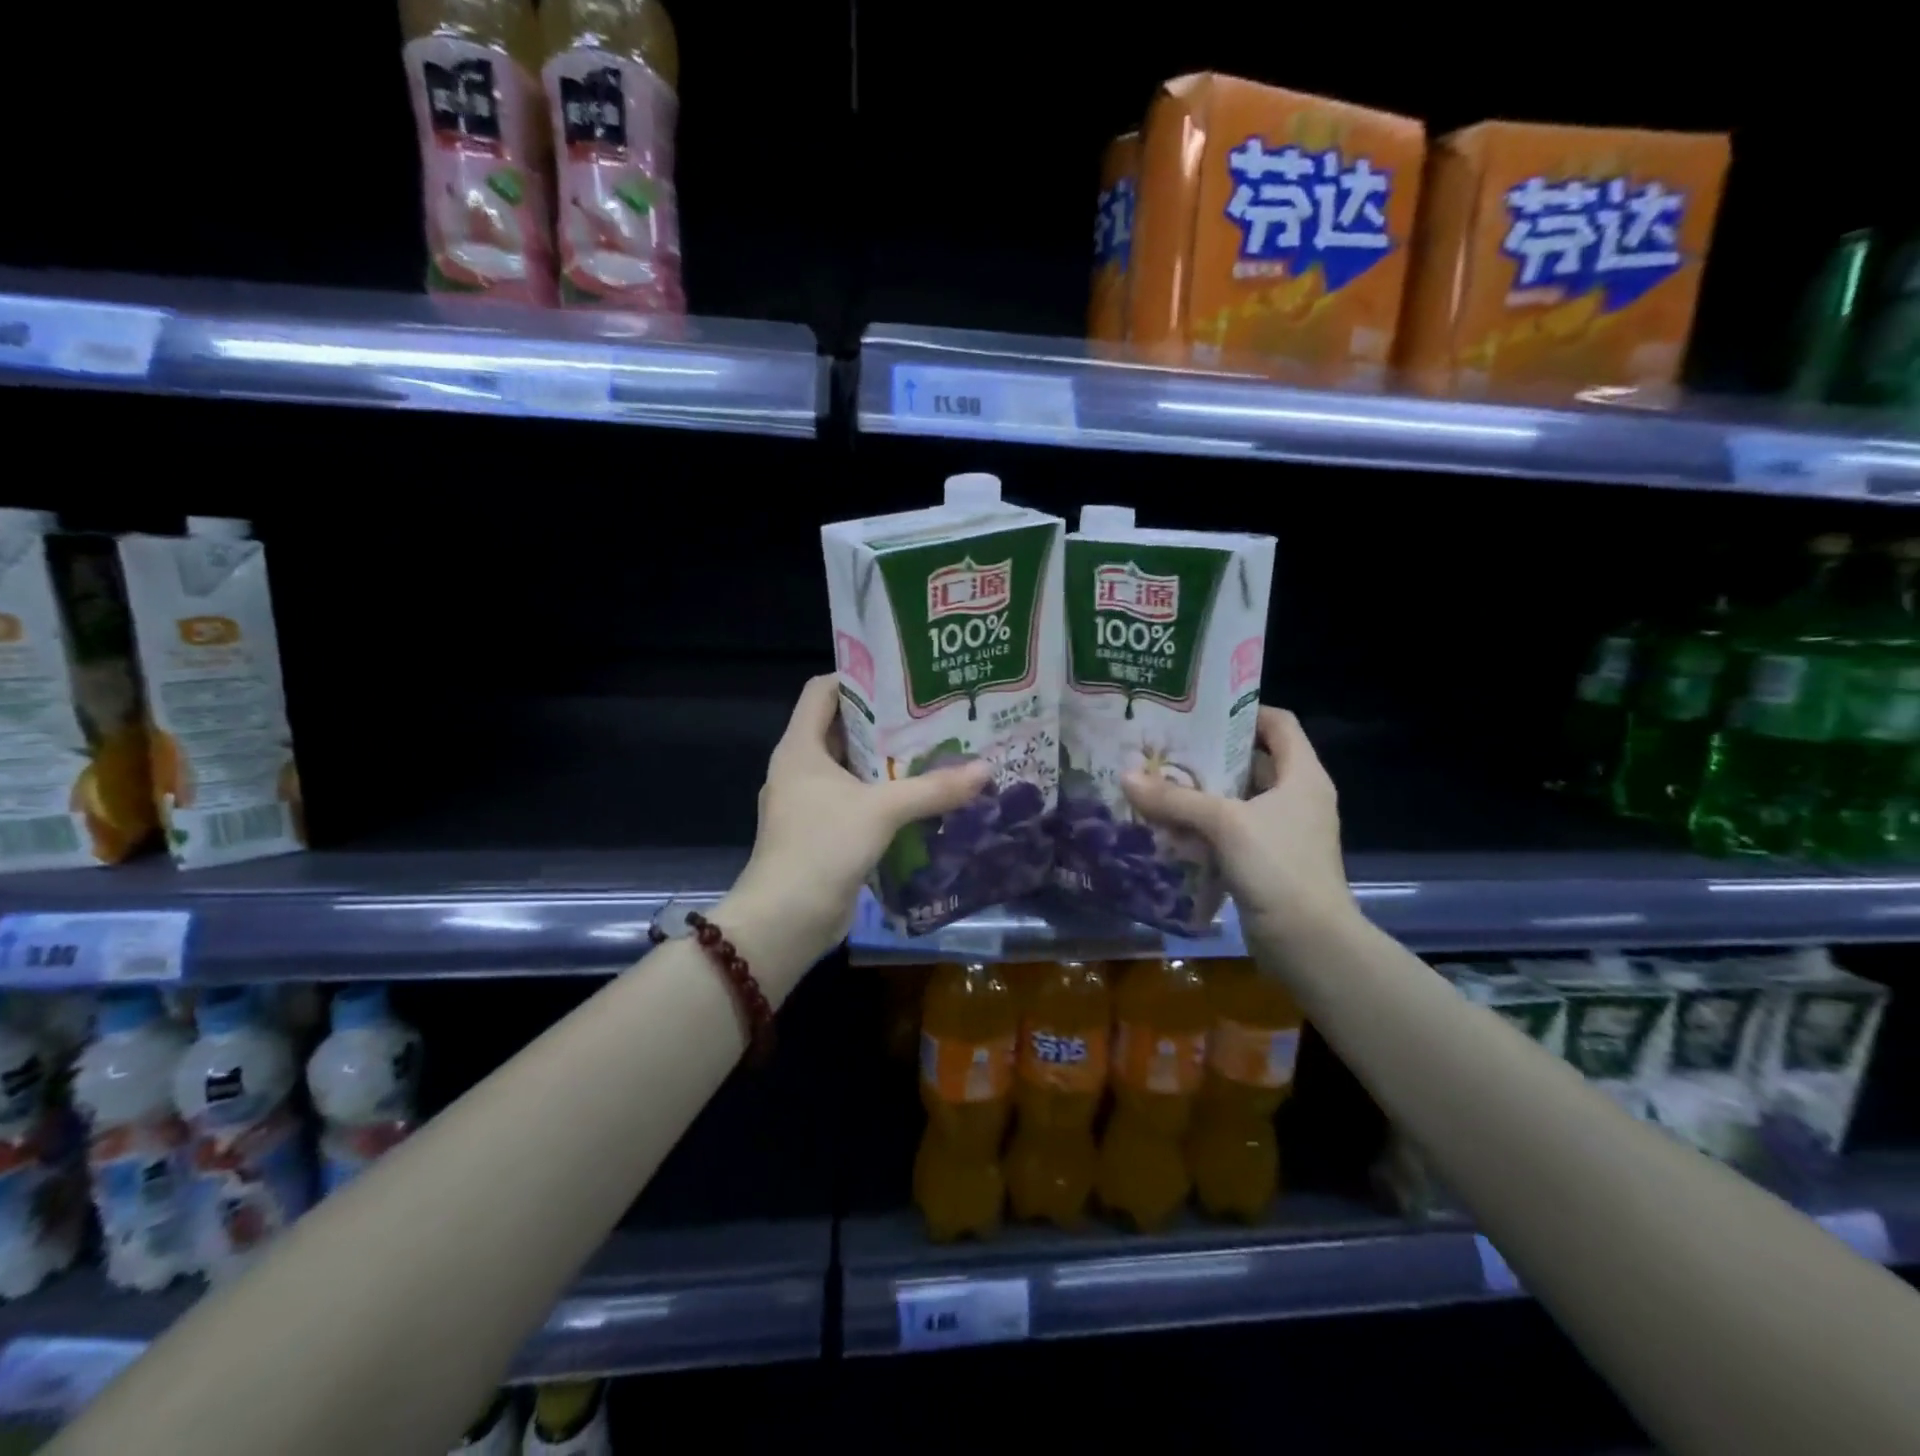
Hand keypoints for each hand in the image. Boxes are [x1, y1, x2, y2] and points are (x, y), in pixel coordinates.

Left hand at [732, 674, 991, 962]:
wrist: (785, 920)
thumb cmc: (823, 846)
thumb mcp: (882, 810)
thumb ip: (933, 789)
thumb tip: (985, 770)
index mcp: (800, 748)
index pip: (822, 691)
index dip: (857, 677)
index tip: (901, 678)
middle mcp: (800, 769)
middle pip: (842, 729)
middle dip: (884, 723)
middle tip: (931, 715)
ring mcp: (808, 803)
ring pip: (851, 769)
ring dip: (887, 763)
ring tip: (935, 752)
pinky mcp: (821, 833)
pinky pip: (855, 802)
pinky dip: (883, 797)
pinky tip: (920, 799)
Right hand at [1121, 707, 1354, 944]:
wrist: (1309, 943)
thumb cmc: (1279, 867)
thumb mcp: (1224, 824)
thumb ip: (1175, 799)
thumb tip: (1126, 777)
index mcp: (1302, 776)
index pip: (1279, 724)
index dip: (1243, 710)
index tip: (1200, 710)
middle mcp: (1297, 798)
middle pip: (1253, 761)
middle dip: (1210, 754)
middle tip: (1166, 747)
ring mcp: (1282, 832)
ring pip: (1237, 800)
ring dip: (1202, 793)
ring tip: (1158, 782)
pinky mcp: (1266, 862)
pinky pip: (1230, 832)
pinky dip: (1203, 827)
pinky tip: (1168, 826)